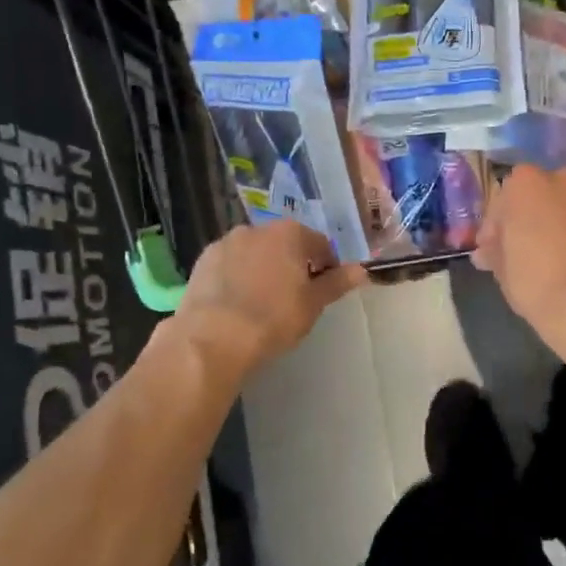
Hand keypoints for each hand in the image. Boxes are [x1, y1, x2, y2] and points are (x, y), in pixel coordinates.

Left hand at [175, 221, 367, 378]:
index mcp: (290, 233)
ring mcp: (226, 242)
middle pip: (286, 244)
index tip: (323, 291)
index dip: (326, 267)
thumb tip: (362, 270)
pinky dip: (238, 276)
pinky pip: (231, 265)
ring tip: (262, 302)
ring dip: (263, 268)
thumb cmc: (273, 318)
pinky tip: (237, 303)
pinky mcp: (203, 260)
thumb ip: (337, 283)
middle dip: (292, 264)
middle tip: (294, 298)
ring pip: (255, 253)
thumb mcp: (313, 304)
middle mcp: (258, 228)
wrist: (212, 337)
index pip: (320, 245)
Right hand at [473, 167, 565, 360]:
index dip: (497, 225)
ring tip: (556, 253)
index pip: (504, 198)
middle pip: (541, 194)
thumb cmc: (536, 283)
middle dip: (532, 216)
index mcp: (527, 184)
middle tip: (525, 248)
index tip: (493, 248)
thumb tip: (489, 249)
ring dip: (561, 221)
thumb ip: (495, 249)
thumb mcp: (502, 268)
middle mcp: (564, 178)